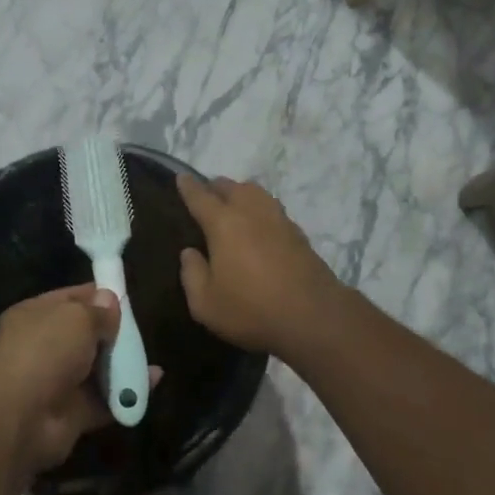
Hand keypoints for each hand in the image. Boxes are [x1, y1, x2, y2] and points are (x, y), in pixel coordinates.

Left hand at [0, 285, 138, 475]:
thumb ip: (98, 310)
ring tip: (150, 357)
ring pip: (96, 368)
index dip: (98, 295)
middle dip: (113, 332)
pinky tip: (152, 381)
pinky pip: (105, 398)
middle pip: (86, 334)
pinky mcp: (72, 412)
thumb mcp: (76, 318)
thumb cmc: (45, 352)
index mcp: (34, 316)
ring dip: (122, 363)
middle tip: (139, 330)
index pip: (70, 298)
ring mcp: (57, 381)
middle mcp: (43, 347)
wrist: (20, 420)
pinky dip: (127, 393)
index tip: (126, 296)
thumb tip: (110, 300)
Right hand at [176, 174, 347, 360]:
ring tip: (233, 205)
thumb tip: (190, 253)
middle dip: (215, 187)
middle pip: (231, 187)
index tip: (182, 177)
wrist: (313, 316)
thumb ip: (192, 275)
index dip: (188, 186)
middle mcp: (251, 212)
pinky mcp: (297, 233)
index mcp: (224, 223)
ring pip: (255, 192)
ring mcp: (278, 219)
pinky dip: (259, 209)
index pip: (200, 197)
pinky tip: (259, 225)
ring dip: (240, 193)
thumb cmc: (251, 309)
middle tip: (206, 195)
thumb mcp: (206, 304)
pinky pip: (272, 209)